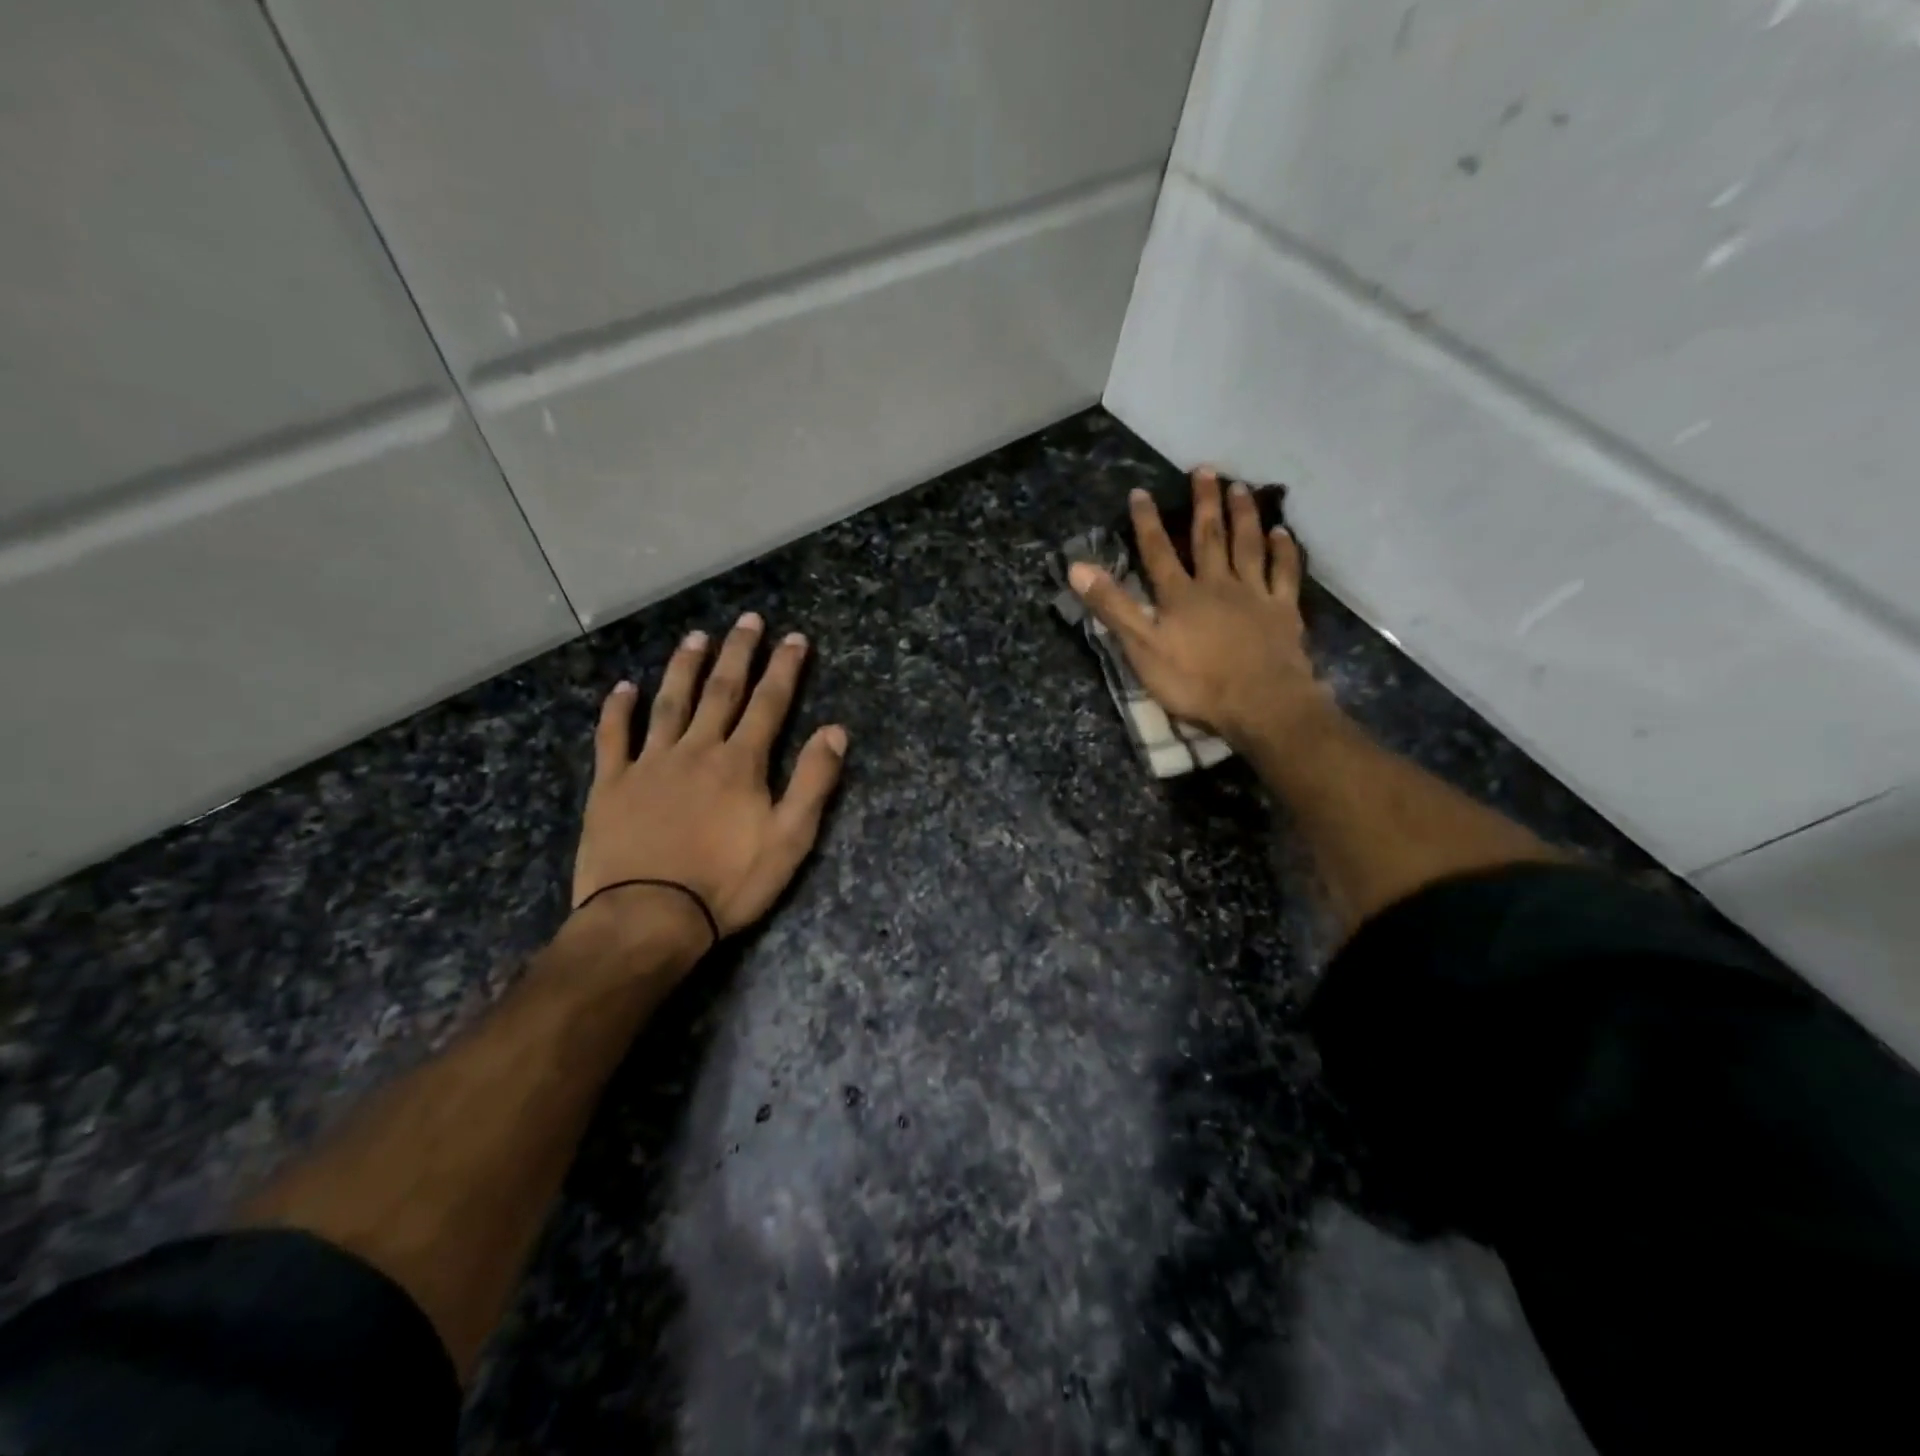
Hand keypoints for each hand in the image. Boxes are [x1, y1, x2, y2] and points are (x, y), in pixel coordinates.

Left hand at [572, 611, 847, 947]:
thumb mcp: (789, 839)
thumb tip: (836, 731)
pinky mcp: (612, 784)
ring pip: (669, 703)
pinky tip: (623, 688)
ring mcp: (650, 764)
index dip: (784, 669)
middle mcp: (696, 749)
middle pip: (721, 691)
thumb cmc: (727, 883)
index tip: (795, 637)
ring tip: (695, 636)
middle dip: (738, 653)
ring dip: (684, 668)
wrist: (649, 917)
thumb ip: (813, 782)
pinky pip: (614, 738)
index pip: (769, 704)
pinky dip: (618, 710)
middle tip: (748, 619)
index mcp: (740, 763)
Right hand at [1068, 468, 1327, 749]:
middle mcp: (1217, 585)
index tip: (1140, 491)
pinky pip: (1284, 573)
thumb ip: (1113, 607)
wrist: (1261, 703)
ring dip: (1242, 516)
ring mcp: (1254, 595)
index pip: (1158, 552)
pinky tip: (1282, 531)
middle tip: (1205, 469)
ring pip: (1248, 546)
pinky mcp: (1283, 611)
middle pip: (1209, 537)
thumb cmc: (1196, 682)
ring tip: (1240, 487)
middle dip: (1204, 503)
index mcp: (1181, 596)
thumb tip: (1077, 567)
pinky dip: (1283, 550)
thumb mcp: (1142, 649)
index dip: (1146, 522)